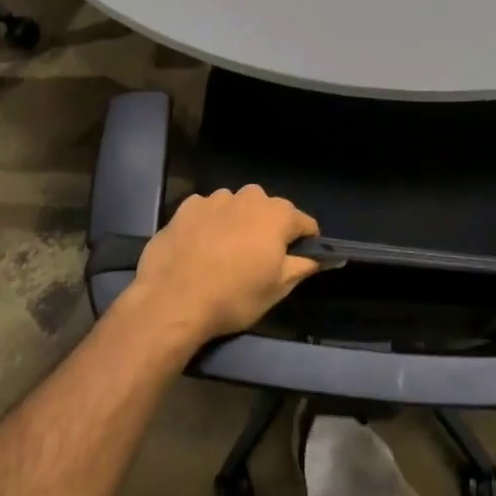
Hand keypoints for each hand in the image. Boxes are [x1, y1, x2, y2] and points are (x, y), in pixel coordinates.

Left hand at [127, 186, 321, 347]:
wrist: (173, 299)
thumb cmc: (234, 296)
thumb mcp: (277, 289)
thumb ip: (303, 266)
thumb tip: (322, 257)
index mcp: (277, 214)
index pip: (304, 222)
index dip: (306, 242)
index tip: (298, 260)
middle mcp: (249, 197)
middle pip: (269, 210)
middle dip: (269, 228)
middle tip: (258, 259)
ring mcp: (215, 198)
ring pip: (236, 207)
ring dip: (238, 223)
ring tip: (225, 252)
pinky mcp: (187, 206)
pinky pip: (208, 210)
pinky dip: (210, 223)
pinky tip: (200, 247)